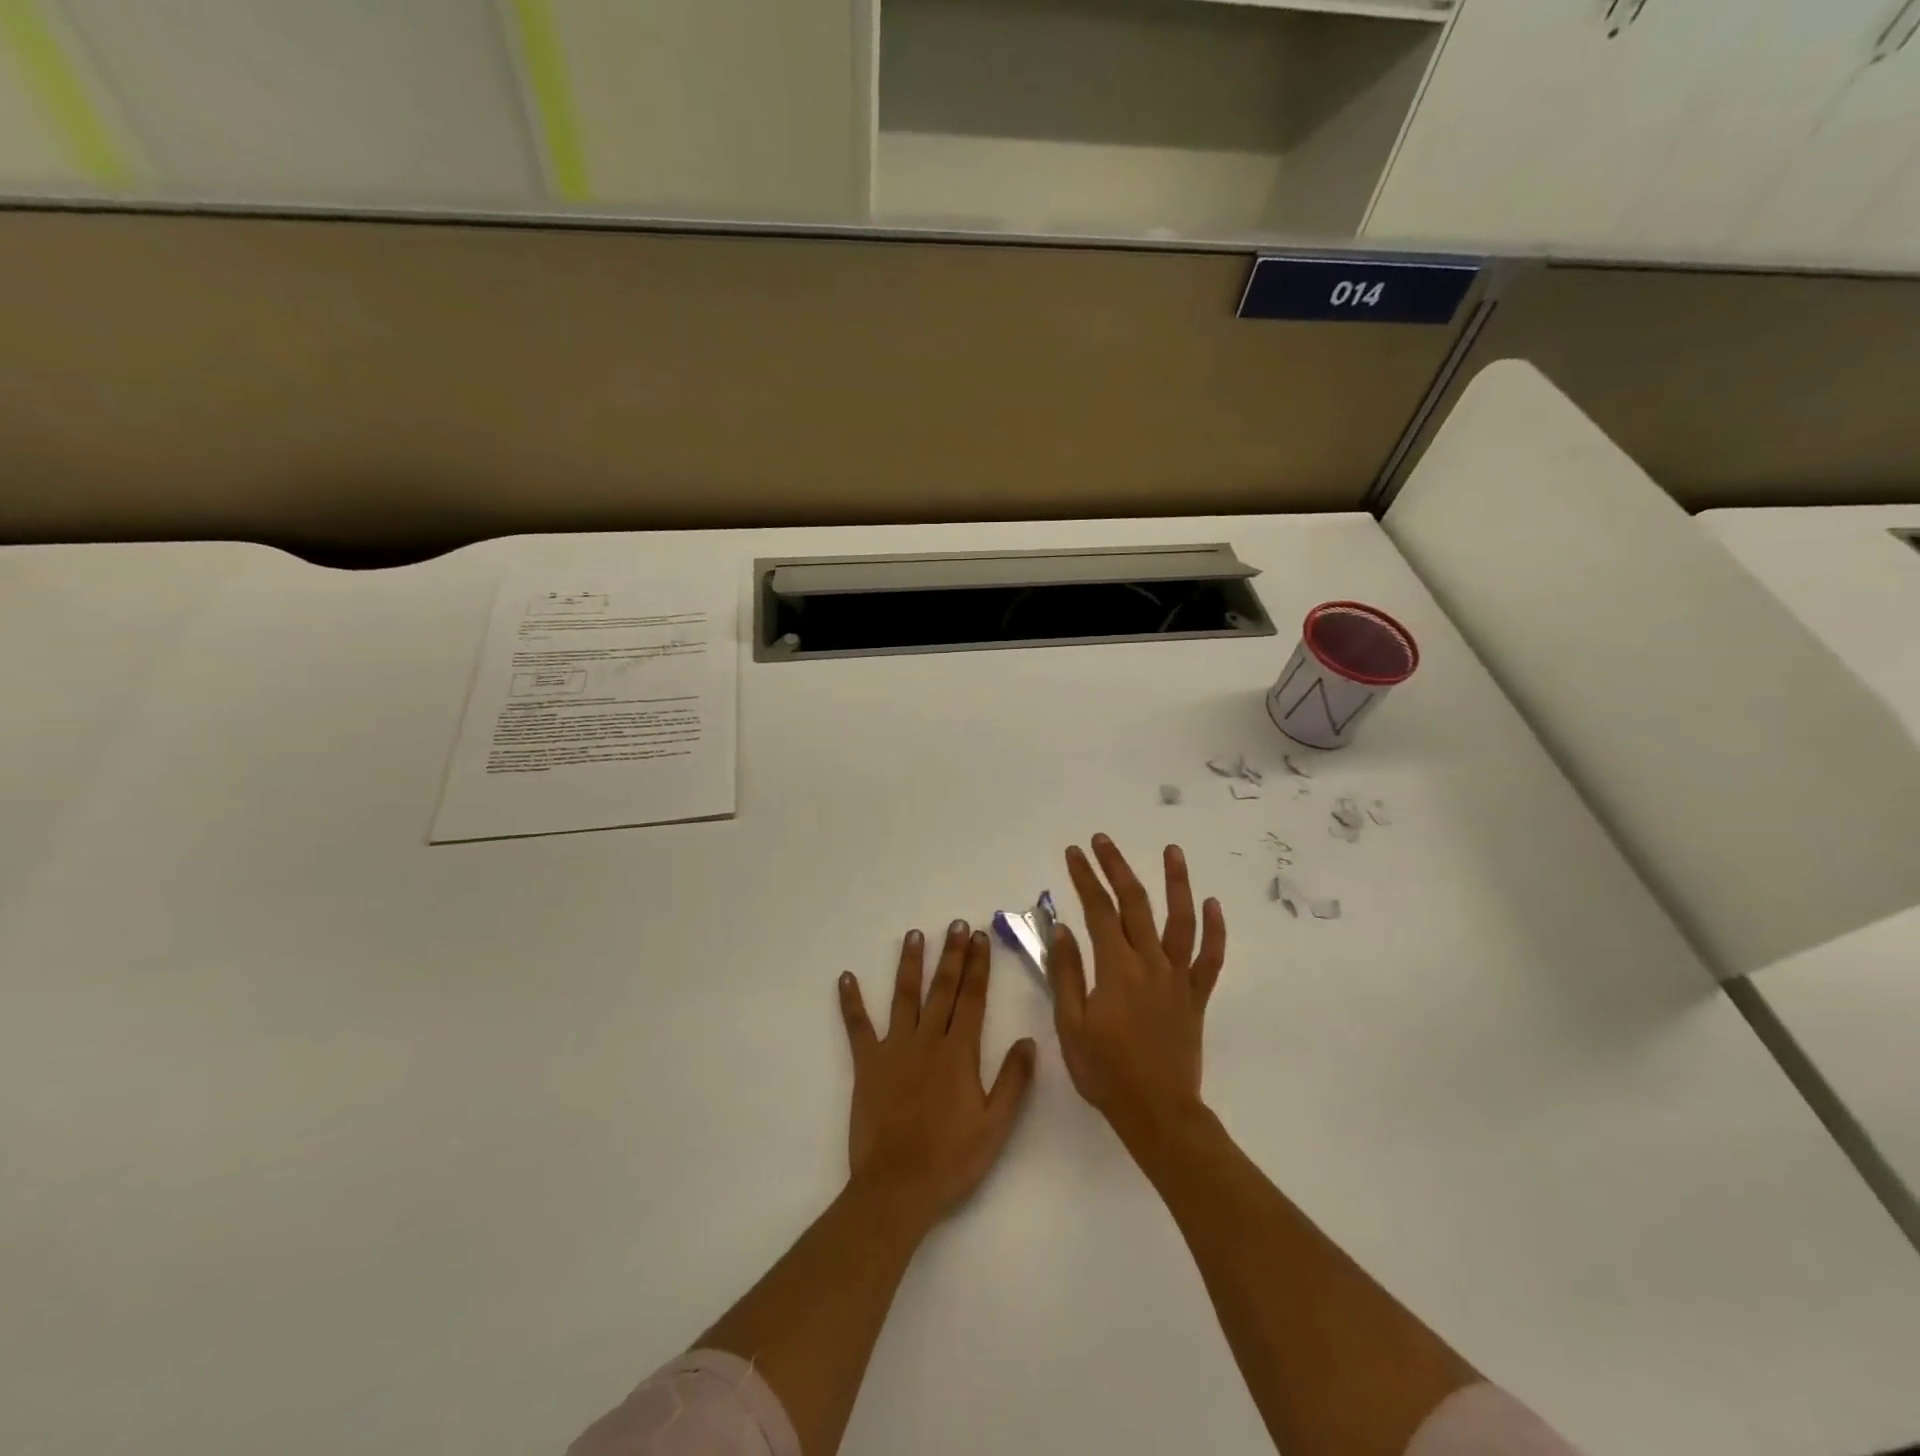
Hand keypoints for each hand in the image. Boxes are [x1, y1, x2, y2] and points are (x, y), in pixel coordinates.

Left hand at [837, 921, 1037, 1231]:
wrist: (897, 1188)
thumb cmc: (951, 1159)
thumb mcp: (996, 1126)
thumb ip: (1014, 1080)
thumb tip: (1028, 1039)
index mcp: (959, 1053)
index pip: (972, 999)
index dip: (978, 966)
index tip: (981, 937)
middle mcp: (927, 1041)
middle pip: (942, 989)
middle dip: (951, 954)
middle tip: (956, 924)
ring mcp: (894, 1049)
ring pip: (903, 997)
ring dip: (909, 964)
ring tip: (914, 935)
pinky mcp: (867, 1064)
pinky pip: (857, 1027)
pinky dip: (851, 1002)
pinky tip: (845, 978)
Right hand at [1050, 836, 1226, 1148]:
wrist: (1158, 1112)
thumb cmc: (1106, 1072)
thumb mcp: (1071, 1025)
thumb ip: (1067, 973)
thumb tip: (1063, 928)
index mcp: (1116, 968)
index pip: (1098, 910)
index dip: (1085, 878)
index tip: (1074, 853)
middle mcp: (1150, 962)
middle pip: (1135, 904)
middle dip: (1117, 867)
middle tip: (1103, 840)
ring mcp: (1177, 978)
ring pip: (1180, 921)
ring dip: (1176, 883)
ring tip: (1173, 851)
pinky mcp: (1195, 996)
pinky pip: (1209, 958)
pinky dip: (1214, 930)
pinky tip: (1213, 904)